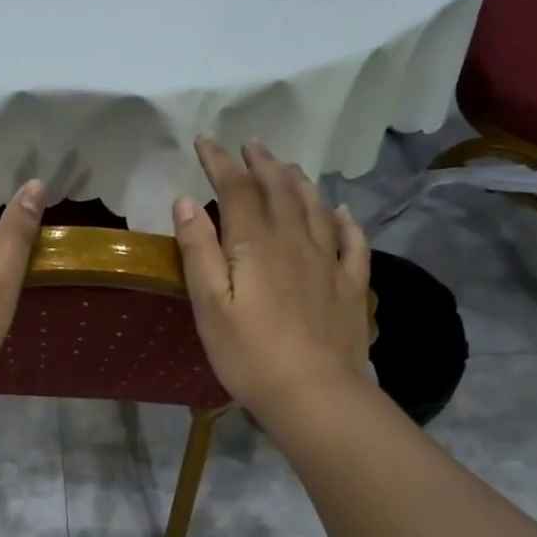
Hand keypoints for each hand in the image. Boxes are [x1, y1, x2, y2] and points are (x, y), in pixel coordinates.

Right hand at [173, 137, 373, 417]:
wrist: (314, 393)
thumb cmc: (249, 354)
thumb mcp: (208, 305)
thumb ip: (198, 251)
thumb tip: (185, 201)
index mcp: (256, 244)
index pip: (236, 189)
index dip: (219, 163)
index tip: (205, 143)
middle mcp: (295, 240)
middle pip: (279, 190)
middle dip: (261, 164)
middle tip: (250, 145)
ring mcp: (328, 261)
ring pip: (315, 207)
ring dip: (298, 182)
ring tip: (288, 167)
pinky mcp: (351, 285)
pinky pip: (352, 241)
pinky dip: (345, 219)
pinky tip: (341, 210)